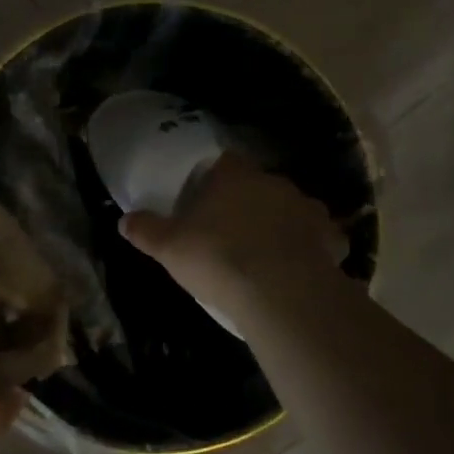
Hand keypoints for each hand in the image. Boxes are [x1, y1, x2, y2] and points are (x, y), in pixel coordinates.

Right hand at [118, 154, 346, 319]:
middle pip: (260, 184)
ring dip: (283, 222)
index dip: (216, 178)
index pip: (225, 162)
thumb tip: (124, 220)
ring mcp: (306, 207)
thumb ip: (146, 230)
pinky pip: (321, 237)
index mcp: (234, 176)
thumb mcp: (170, 247)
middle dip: (249, 202)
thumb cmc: (218, 258)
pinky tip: (302, 266)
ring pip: (292, 208)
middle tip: (234, 230)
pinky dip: (313, 247)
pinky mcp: (330, 237)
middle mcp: (273, 182)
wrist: (279, 291)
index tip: (208, 198)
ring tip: (269, 250)